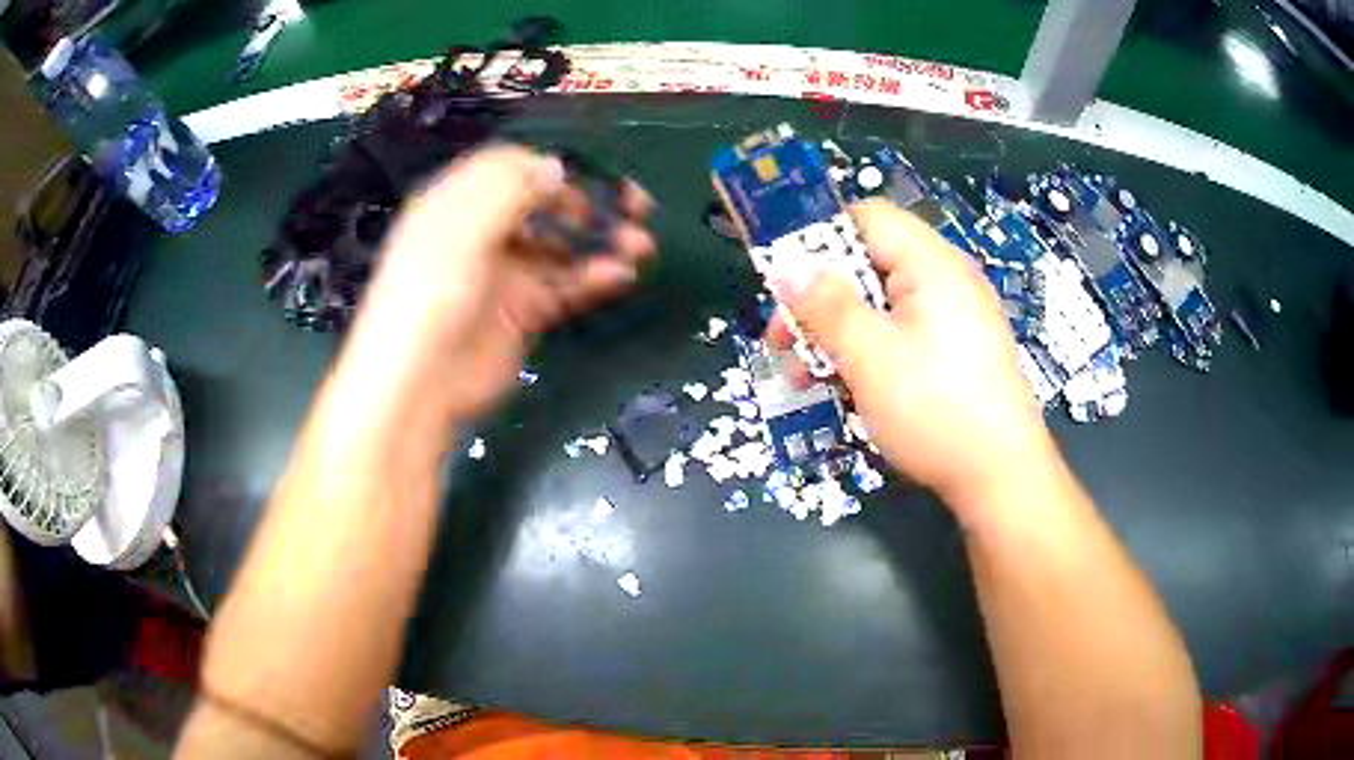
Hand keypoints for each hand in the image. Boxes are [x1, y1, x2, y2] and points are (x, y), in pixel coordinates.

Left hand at [341, 144, 656, 426]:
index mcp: (460, 202)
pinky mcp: (526, 310)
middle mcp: (485, 231)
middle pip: (546, 204)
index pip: (515, 169)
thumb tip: (555, 167)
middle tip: (636, 206)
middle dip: (591, 202)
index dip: (555, 169)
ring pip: (563, 244)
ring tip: (640, 245)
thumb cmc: (430, 293)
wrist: (422, 382)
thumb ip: (509, 189)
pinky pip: (567, 284)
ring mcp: (507, 271)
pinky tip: (622, 274)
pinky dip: (596, 277)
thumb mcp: (462, 228)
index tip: (592, 178)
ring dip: (603, 240)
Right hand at [766, 199, 1054, 505]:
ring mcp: (953, 318)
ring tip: (802, 377)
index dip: (819, 238)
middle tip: (782, 341)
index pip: (866, 217)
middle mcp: (945, 280)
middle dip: (819, 299)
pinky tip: (841, 388)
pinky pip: (901, 334)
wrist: (1000, 476)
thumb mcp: (869, 355)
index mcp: (930, 263)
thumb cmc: (934, 408)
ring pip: (880, 305)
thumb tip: (786, 264)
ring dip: (836, 333)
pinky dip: (867, 352)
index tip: (783, 280)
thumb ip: (825, 305)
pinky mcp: (954, 352)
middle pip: (868, 264)